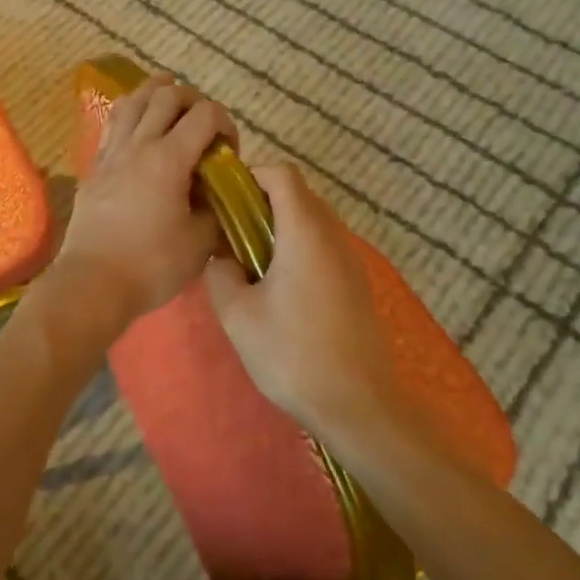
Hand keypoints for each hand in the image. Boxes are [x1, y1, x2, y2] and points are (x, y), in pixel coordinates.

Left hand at [52, 72, 238, 332]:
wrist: (92, 284)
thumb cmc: (151, 265)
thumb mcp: (201, 242)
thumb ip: (215, 209)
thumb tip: (217, 194)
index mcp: (169, 158)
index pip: (205, 114)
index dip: (225, 123)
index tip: (229, 150)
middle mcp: (139, 145)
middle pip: (166, 96)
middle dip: (193, 100)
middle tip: (204, 123)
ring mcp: (112, 153)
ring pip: (133, 101)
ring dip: (156, 93)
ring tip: (170, 96)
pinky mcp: (94, 167)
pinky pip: (113, 124)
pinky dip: (131, 112)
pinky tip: (138, 123)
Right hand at [204, 164, 403, 439]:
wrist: (358, 405)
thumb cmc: (293, 354)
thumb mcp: (238, 315)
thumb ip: (220, 273)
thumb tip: (222, 256)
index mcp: (305, 231)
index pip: (282, 174)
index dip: (251, 177)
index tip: (225, 203)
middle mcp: (333, 234)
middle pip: (298, 193)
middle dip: (261, 202)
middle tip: (231, 234)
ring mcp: (350, 258)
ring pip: (312, 219)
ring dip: (281, 227)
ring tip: (252, 263)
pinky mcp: (357, 281)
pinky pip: (324, 244)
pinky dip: (299, 247)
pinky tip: (281, 288)